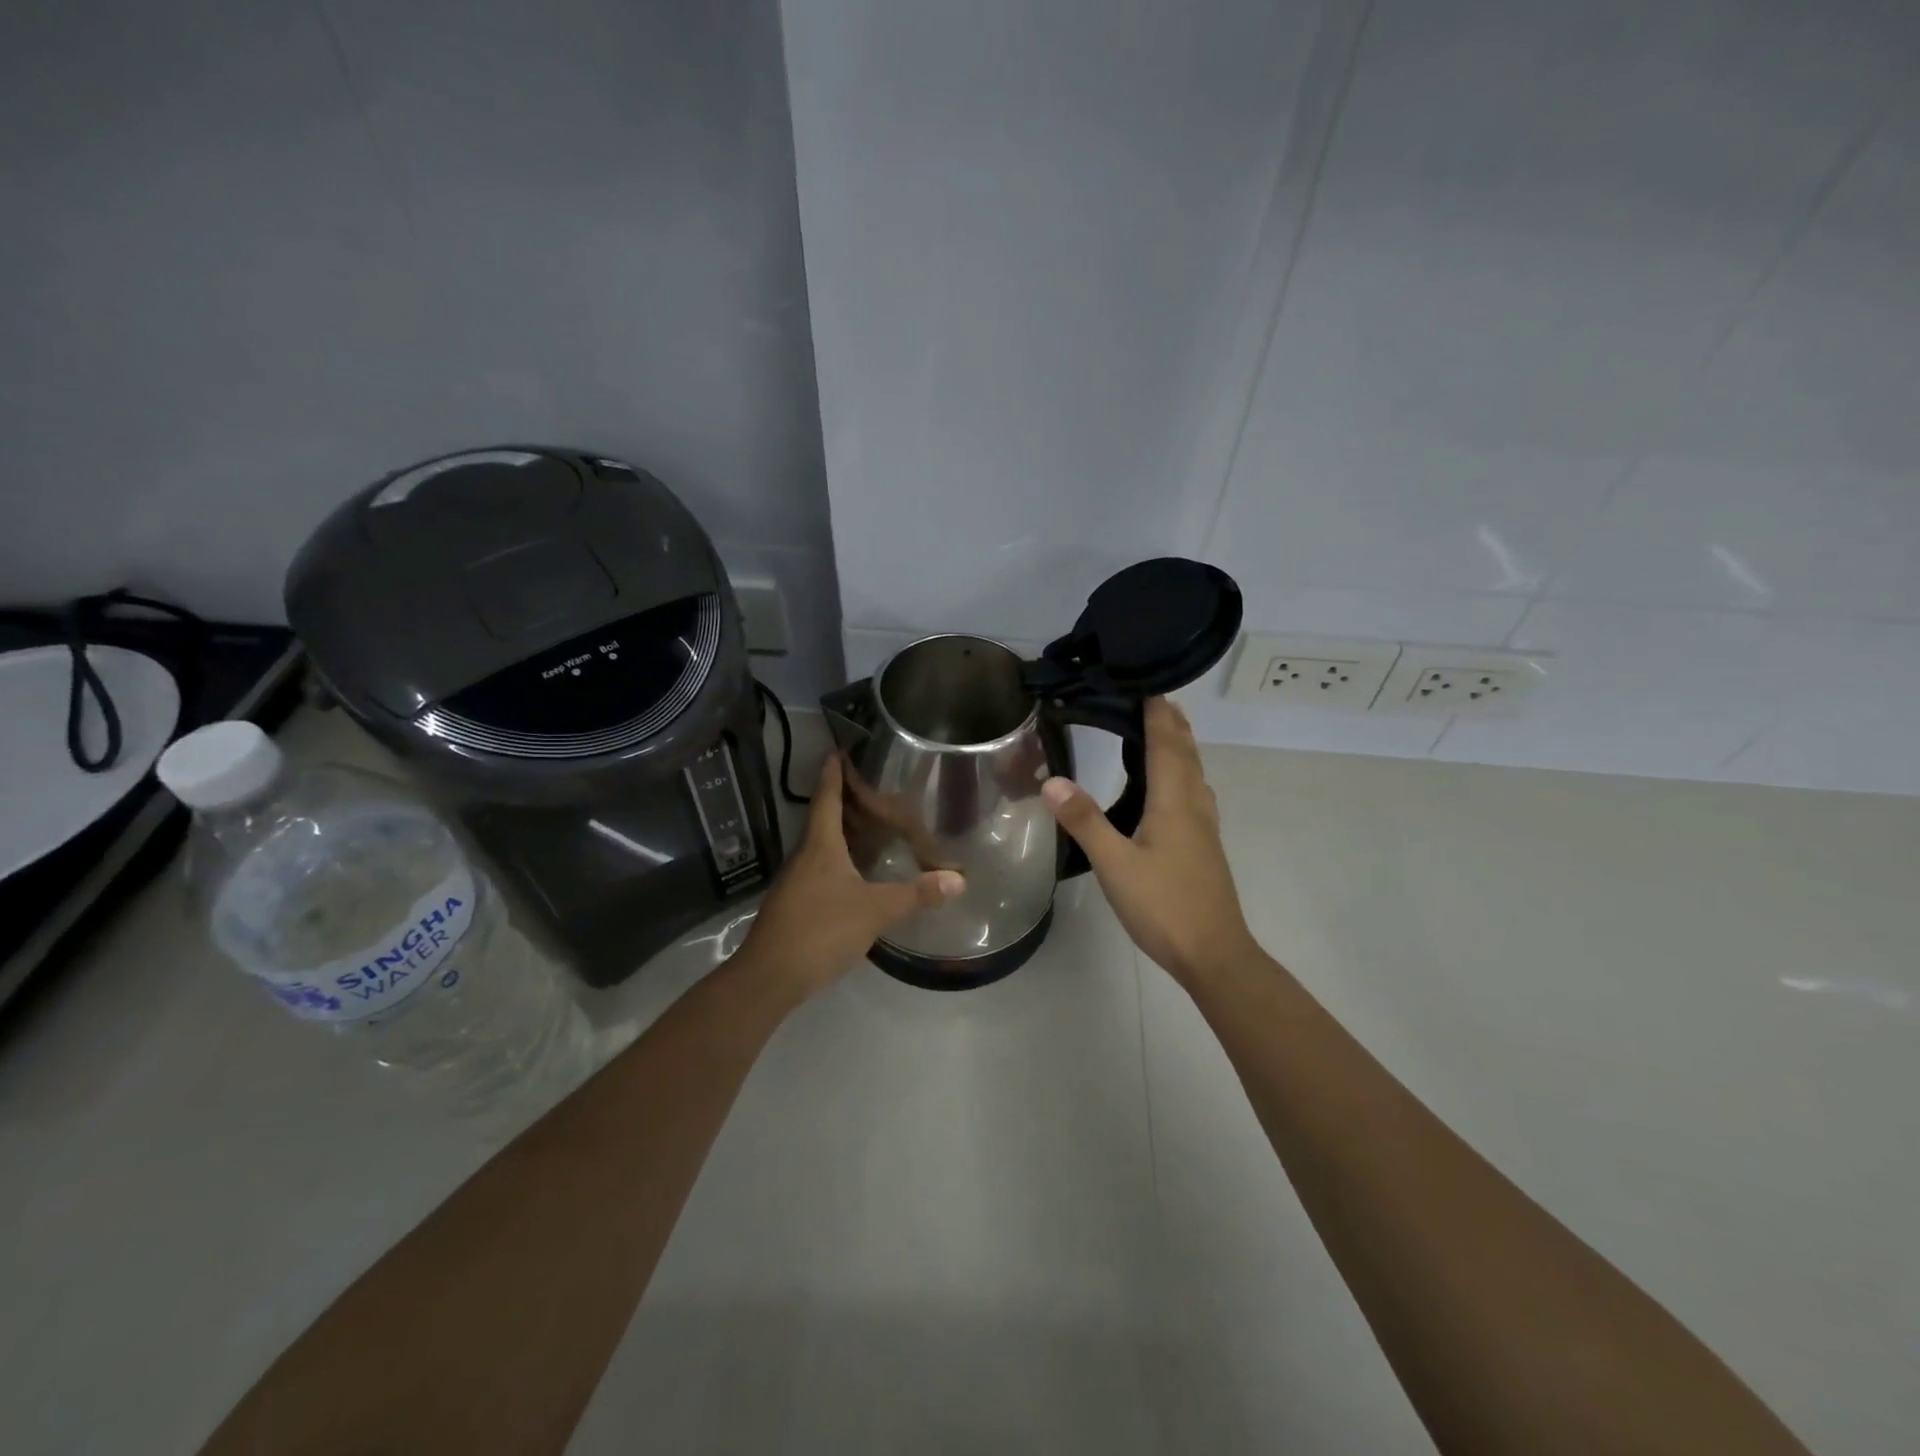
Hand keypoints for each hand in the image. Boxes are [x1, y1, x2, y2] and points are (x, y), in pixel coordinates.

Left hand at [739, 754, 964, 996]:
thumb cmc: (821, 929)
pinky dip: (839, 862)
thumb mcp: (876, 910)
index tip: (837, 751)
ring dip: (842, 833)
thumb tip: (959, 879)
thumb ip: (916, 894)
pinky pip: (820, 871)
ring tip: (871, 827)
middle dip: (844, 802)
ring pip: (821, 847)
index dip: (833, 774)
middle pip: (823, 819)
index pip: (826, 798)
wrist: (770, 976)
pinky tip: (857, 874)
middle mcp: (805, 857)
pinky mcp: (795, 905)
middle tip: (872, 789)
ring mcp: (796, 882)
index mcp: (820, 846)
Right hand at [1042, 697, 1256, 984]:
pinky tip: (1172, 788)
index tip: (1144, 683)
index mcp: (1174, 801)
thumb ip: (1085, 821)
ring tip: (1161, 730)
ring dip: (1179, 745)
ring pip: (1194, 772)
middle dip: (1171, 722)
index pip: (1166, 743)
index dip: (1158, 712)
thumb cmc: (1164, 906)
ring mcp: (1204, 826)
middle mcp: (1195, 805)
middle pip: (1186, 752)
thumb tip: (1052, 780)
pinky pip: (1194, 791)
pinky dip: (1182, 772)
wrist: (1214, 953)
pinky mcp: (1205, 845)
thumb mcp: (1115, 864)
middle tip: (1151, 697)